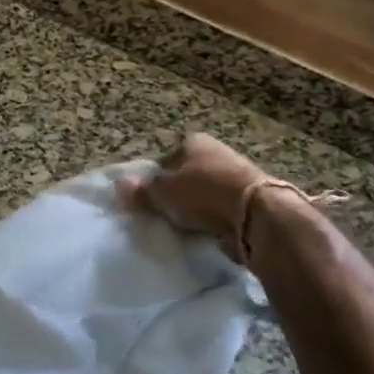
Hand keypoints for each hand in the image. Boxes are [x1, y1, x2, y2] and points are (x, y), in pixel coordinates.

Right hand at [123, 133, 269, 259]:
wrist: (254, 213)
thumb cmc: (201, 192)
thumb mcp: (163, 192)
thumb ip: (142, 191)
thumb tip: (119, 187)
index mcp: (193, 141)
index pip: (165, 159)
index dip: (154, 180)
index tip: (148, 201)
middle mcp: (216, 152)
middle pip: (187, 176)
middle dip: (177, 194)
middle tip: (164, 216)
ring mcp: (235, 174)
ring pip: (205, 193)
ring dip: (196, 208)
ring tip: (184, 228)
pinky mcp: (249, 198)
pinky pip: (221, 209)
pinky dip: (213, 219)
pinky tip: (205, 232)